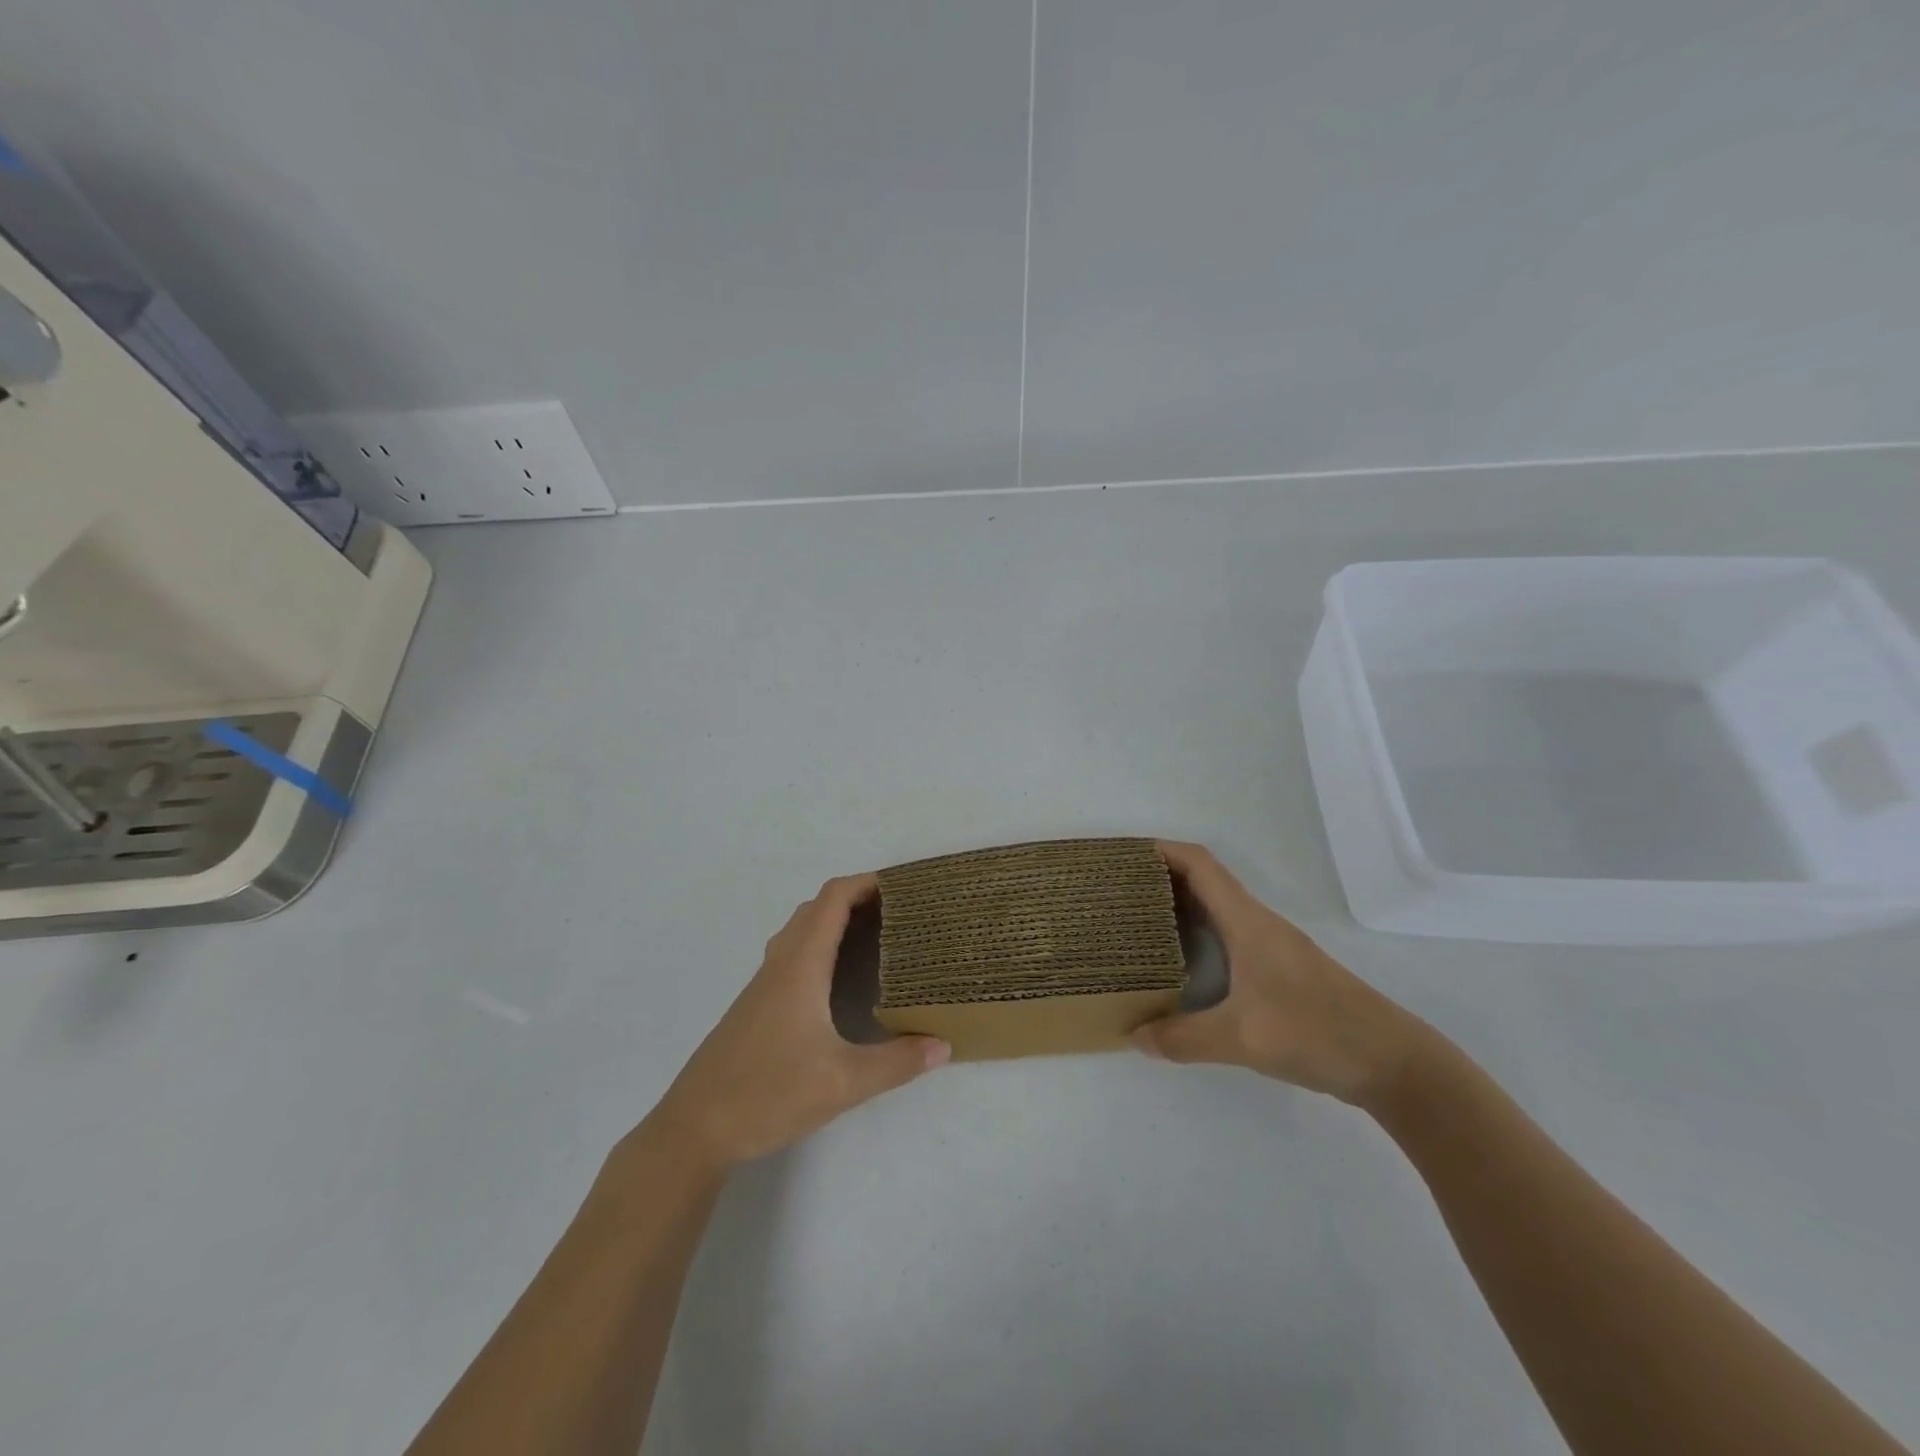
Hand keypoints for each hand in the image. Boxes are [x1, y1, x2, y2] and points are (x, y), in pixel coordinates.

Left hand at [647, 874, 949, 1169]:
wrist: (694, 1129)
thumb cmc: (768, 1094)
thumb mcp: (842, 1083)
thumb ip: (897, 1062)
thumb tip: (944, 1045)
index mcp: (800, 967)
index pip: (832, 900)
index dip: (865, 883)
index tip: (901, 886)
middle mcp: (780, 965)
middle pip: (816, 908)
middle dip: (856, 898)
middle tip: (898, 912)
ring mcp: (763, 985)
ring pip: (801, 931)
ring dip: (835, 920)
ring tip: (875, 937)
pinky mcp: (756, 1006)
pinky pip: (793, 954)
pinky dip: (820, 945)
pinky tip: (838, 980)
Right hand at [1134, 842, 1431, 1107]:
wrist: (1392, 1062)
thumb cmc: (1317, 1032)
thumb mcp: (1241, 1039)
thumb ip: (1183, 1038)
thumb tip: (1133, 1036)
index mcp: (1247, 922)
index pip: (1200, 864)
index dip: (1162, 850)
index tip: (1124, 855)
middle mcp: (1257, 924)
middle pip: (1204, 881)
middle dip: (1161, 877)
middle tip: (1118, 891)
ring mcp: (1271, 947)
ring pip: (1216, 909)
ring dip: (1179, 906)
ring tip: (1137, 922)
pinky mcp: (1278, 970)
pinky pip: (1227, 935)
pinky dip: (1197, 934)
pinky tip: (1179, 963)